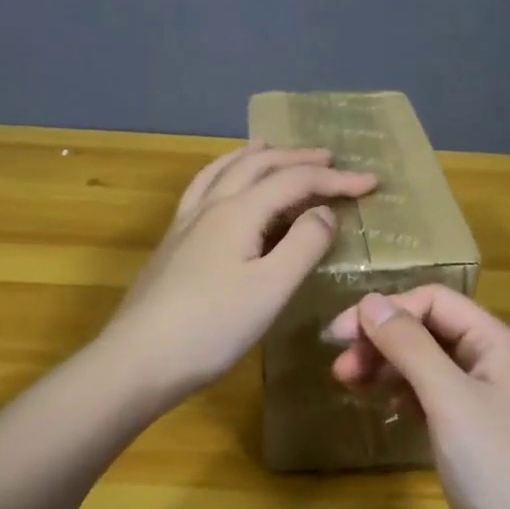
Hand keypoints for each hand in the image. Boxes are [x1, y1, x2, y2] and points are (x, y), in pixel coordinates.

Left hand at [104, 143, 377, 401]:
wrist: (138, 360)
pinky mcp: (173, 244)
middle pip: (257, 166)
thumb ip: (304, 245)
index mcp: (238, 212)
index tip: (371, 182)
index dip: (335, 179)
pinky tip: (222, 189)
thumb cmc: (212, 327)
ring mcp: (185, 224)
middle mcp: (210, 206)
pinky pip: (203, 189)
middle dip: (296, 158)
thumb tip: (324, 212)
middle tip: (329, 158)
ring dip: (253, 157)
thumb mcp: (271, 288)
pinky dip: (223, 175)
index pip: (294, 181)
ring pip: (222, 172)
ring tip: (269, 148)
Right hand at [326, 287, 509, 508]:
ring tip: (348, 384)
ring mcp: (484, 401)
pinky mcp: (473, 435)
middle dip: (382, 340)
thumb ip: (409, 346)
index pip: (435, 301)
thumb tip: (369, 301)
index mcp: (496, 343)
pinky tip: (383, 405)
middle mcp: (493, 363)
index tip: (341, 335)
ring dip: (387, 366)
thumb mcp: (448, 399)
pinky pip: (431, 397)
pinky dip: (403, 394)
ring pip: (427, 364)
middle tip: (340, 368)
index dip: (387, 310)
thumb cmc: (496, 468)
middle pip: (429, 331)